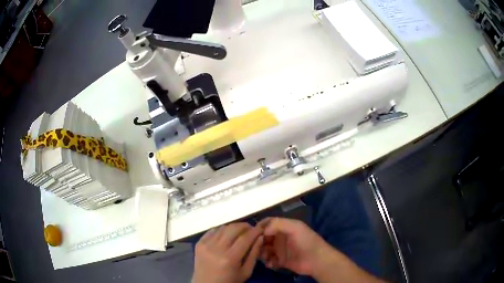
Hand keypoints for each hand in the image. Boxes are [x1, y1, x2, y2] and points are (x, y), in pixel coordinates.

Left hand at [192, 223, 263, 282]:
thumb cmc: (229, 281)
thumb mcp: (246, 272)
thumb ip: (254, 254)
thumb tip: (260, 237)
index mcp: (230, 258)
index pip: (245, 238)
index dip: (255, 231)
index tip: (261, 228)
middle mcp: (217, 248)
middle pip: (233, 229)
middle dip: (245, 226)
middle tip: (251, 229)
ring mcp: (206, 245)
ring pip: (223, 228)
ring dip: (234, 227)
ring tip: (240, 232)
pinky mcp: (199, 243)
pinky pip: (212, 231)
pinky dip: (221, 230)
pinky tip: (226, 235)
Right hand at [257, 217, 329, 275]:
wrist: (317, 260)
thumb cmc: (306, 241)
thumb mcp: (295, 228)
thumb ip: (278, 224)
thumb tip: (262, 230)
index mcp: (284, 227)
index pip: (268, 223)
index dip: (259, 227)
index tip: (251, 234)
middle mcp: (280, 237)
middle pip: (263, 237)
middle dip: (258, 242)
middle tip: (256, 248)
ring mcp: (281, 250)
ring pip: (264, 249)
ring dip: (262, 253)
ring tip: (265, 257)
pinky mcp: (281, 261)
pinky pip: (269, 260)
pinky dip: (268, 262)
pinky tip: (271, 264)